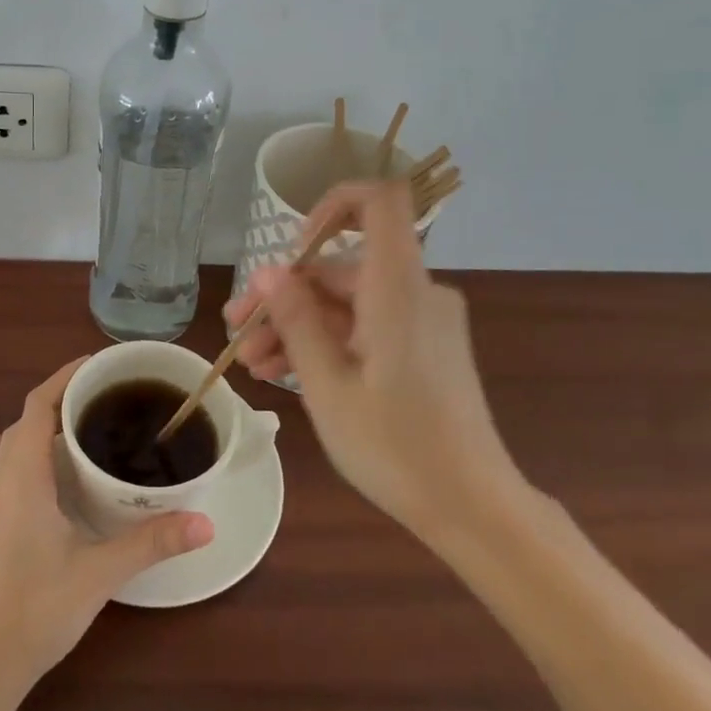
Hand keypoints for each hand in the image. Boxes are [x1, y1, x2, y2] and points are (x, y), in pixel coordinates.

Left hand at [0, 358, 213, 694]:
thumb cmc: (38, 608)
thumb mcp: (101, 572)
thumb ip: (153, 542)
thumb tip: (206, 521)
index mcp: (22, 476)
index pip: (37, 405)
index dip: (63, 378)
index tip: (97, 365)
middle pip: (24, 420)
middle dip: (59, 400)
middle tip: (103, 398)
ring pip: (9, 443)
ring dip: (37, 426)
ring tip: (78, 428)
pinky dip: (16, 452)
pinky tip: (33, 467)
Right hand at [223, 180, 526, 551]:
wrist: (472, 507)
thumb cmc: (396, 448)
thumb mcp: (328, 387)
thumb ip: (296, 321)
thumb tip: (268, 272)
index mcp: (398, 289)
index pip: (379, 202)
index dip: (331, 206)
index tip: (291, 250)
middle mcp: (415, 292)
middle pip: (342, 267)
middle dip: (285, 295)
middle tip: (238, 329)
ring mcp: (421, 321)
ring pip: (347, 303)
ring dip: (298, 325)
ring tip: (251, 364)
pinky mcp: (422, 347)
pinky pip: (367, 326)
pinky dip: (328, 341)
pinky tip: (283, 372)